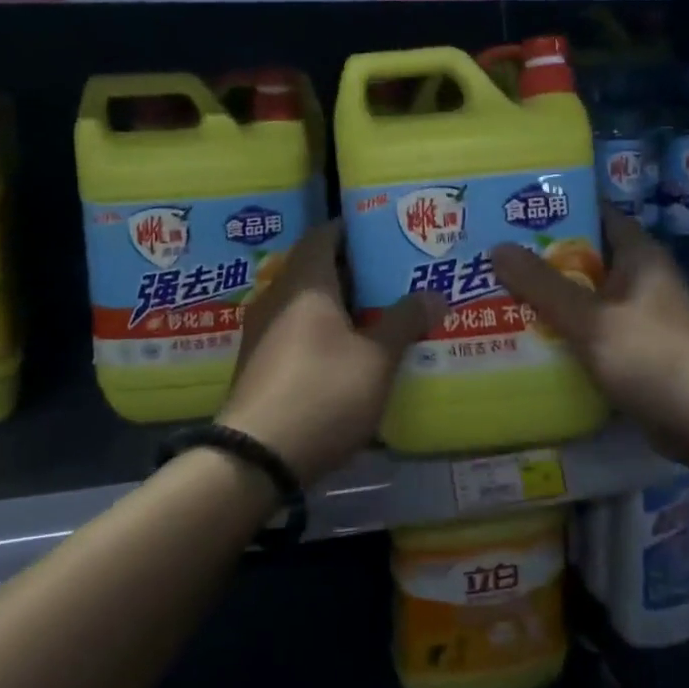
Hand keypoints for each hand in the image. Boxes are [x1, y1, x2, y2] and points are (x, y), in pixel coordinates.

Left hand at [221, 221, 443, 484]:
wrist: (255, 457)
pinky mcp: (259, 364)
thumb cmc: (323, 392)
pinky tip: (352, 354)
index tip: (386, 234)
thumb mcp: (376, 359)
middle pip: (318, 269)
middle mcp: (277, 297)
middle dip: (356, 272)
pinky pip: (297, 332)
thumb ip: (404, 322)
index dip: (354, 230)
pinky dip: (324, 333)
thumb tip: (433, 294)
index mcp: (305, 283)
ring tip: (381, 315)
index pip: (325, 234)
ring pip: (307, 304)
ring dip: (341, 306)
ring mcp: (262, 332)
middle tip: (395, 277)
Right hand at [491, 210, 688, 459]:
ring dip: (547, 297)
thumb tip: (497, 248)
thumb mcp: (590, 318)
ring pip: (582, 295)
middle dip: (540, 257)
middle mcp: (639, 277)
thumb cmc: (650, 356)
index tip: (513, 211)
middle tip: (491, 255)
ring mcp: (637, 314)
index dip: (557, 208)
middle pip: (583, 256)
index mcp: (638, 254)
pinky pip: (588, 327)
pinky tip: (524, 335)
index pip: (596, 214)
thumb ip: (542, 284)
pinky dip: (561, 329)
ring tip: (495, 292)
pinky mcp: (632, 348)